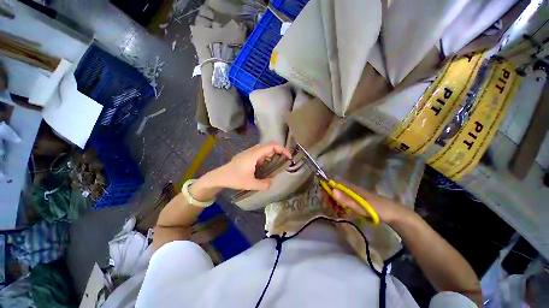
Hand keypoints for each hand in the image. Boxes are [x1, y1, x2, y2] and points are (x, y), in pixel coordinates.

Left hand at [191, 143, 291, 200]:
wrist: (219, 176)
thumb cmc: (234, 178)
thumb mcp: (250, 184)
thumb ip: (264, 184)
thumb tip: (272, 182)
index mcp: (255, 154)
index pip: (272, 146)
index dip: (283, 149)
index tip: (289, 157)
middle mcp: (253, 150)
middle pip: (270, 146)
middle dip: (279, 152)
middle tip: (285, 162)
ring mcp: (250, 152)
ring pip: (265, 149)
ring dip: (273, 155)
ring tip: (277, 165)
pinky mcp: (248, 156)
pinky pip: (261, 153)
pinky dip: (267, 157)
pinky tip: (266, 167)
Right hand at [331, 181, 412, 223]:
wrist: (396, 215)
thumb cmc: (379, 209)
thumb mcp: (362, 206)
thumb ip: (347, 199)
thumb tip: (332, 190)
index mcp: (351, 188)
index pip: (334, 182)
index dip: (327, 187)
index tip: (324, 197)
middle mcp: (351, 190)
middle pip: (335, 189)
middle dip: (330, 197)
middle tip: (330, 207)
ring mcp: (354, 196)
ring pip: (339, 196)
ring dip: (335, 203)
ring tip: (337, 212)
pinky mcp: (357, 202)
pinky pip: (344, 202)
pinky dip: (341, 206)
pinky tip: (343, 213)